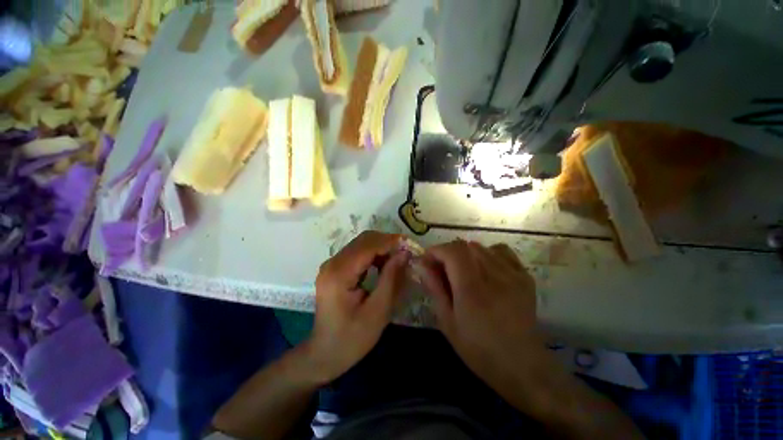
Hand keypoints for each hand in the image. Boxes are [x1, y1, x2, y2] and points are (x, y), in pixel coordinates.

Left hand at [306, 231, 408, 383]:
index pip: (368, 246)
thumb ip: (391, 277)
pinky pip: (357, 252)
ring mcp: (331, 265)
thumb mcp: (378, 310)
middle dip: (387, 242)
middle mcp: (332, 263)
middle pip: (363, 240)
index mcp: (339, 274)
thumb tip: (404, 253)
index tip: (410, 245)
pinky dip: (373, 254)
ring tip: (397, 259)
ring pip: (361, 243)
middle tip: (406, 252)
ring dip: (381, 247)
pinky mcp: (334, 268)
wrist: (325, 353)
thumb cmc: (353, 338)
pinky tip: (383, 265)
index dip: (390, 242)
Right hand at [419, 240, 541, 391]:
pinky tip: (484, 268)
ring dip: (465, 253)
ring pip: (481, 246)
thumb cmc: (478, 349)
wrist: (522, 366)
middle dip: (447, 252)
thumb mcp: (447, 322)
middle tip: (442, 268)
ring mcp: (512, 274)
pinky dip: (486, 253)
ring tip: (462, 270)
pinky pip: (501, 251)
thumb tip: (421, 264)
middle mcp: (494, 276)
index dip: (436, 250)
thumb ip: (434, 288)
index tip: (428, 260)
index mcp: (472, 290)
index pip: (452, 251)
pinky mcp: (524, 276)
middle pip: (465, 245)